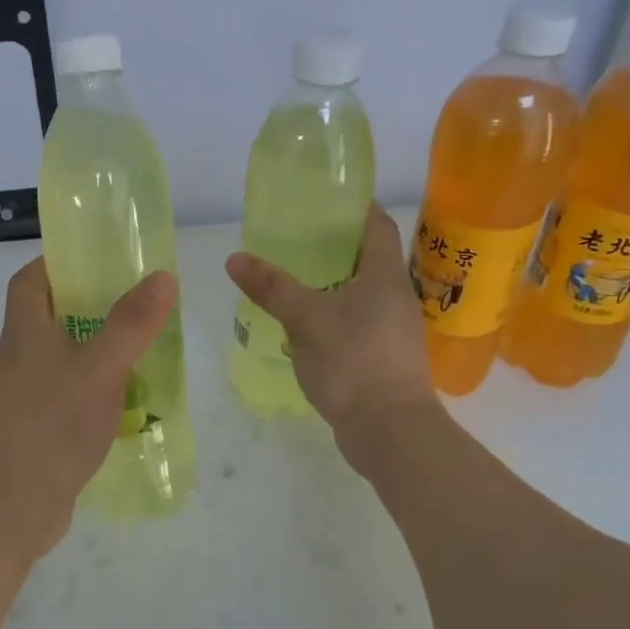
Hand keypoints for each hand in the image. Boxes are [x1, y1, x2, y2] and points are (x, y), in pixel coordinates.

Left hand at [0, 257, 177, 557]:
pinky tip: (128, 398)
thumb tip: (162, 276)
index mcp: (25, 332)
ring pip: (63, 355)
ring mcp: (26, 395)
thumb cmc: (52, 426)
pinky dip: (96, 386)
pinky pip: (69, 391)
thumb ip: (131, 323)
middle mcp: (20, 357)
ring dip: (97, 347)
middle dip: (90, 304)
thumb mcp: (100, 368)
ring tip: (142, 346)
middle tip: (135, 302)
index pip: (29, 279)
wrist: (11, 508)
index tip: (97, 260)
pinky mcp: (37, 426)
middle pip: (49, 315)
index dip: (57, 262)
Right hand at [225, 204, 439, 465]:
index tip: (325, 198)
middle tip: (295, 236)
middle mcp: (394, 297)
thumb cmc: (354, 362)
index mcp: (384, 276)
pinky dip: (332, 313)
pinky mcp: (382, 357)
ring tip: (293, 277)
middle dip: (335, 244)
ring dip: (332, 282)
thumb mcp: (306, 319)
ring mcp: (392, 330)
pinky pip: (356, 322)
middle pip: (367, 258)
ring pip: (360, 292)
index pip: (377, 225)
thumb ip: (272, 287)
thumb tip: (235, 258)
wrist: (390, 431)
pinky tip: (304, 323)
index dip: (356, 207)